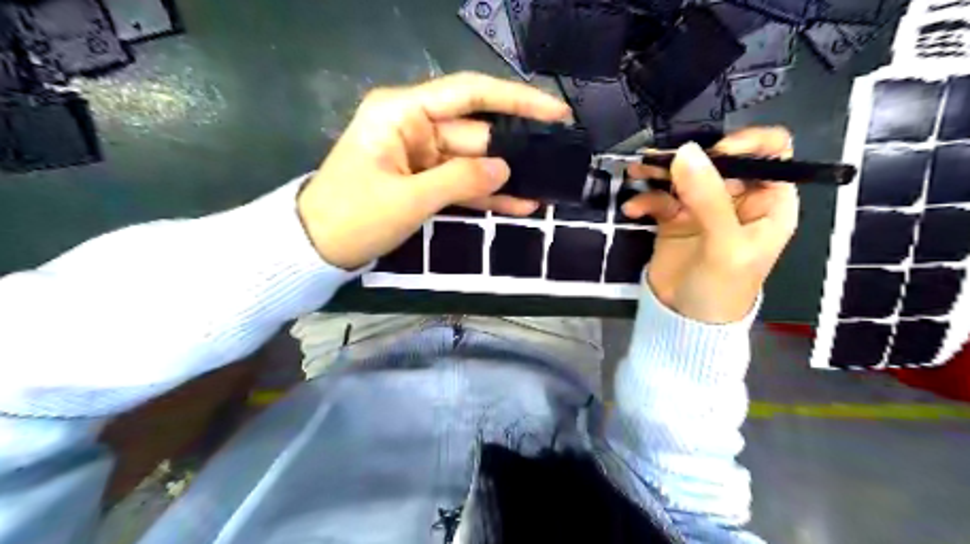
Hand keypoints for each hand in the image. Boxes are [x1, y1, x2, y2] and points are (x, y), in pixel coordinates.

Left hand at [296, 70, 569, 269]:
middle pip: (476, 131)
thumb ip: (461, 180)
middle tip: (557, 162)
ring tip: (547, 187)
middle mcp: (414, 125)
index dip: (516, 100)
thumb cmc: (353, 217)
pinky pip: (461, 183)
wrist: (316, 248)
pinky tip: (519, 205)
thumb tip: (505, 169)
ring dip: (505, 177)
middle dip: (515, 148)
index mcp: (403, 112)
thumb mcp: (409, 199)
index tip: (555, 112)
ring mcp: (420, 155)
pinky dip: (486, 195)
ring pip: (473, 161)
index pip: (470, 94)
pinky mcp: (423, 180)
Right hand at [626, 126, 799, 322]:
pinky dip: (645, 200)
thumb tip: (685, 151)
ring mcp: (703, 208)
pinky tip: (633, 210)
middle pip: (717, 160)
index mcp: (767, 202)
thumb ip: (708, 198)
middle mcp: (737, 199)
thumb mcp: (724, 245)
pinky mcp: (674, 219)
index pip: (770, 153)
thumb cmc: (722, 288)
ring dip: (658, 172)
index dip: (746, 143)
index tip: (713, 152)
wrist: (686, 322)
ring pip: (684, 175)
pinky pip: (660, 198)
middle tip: (658, 161)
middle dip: (687, 158)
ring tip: (636, 172)